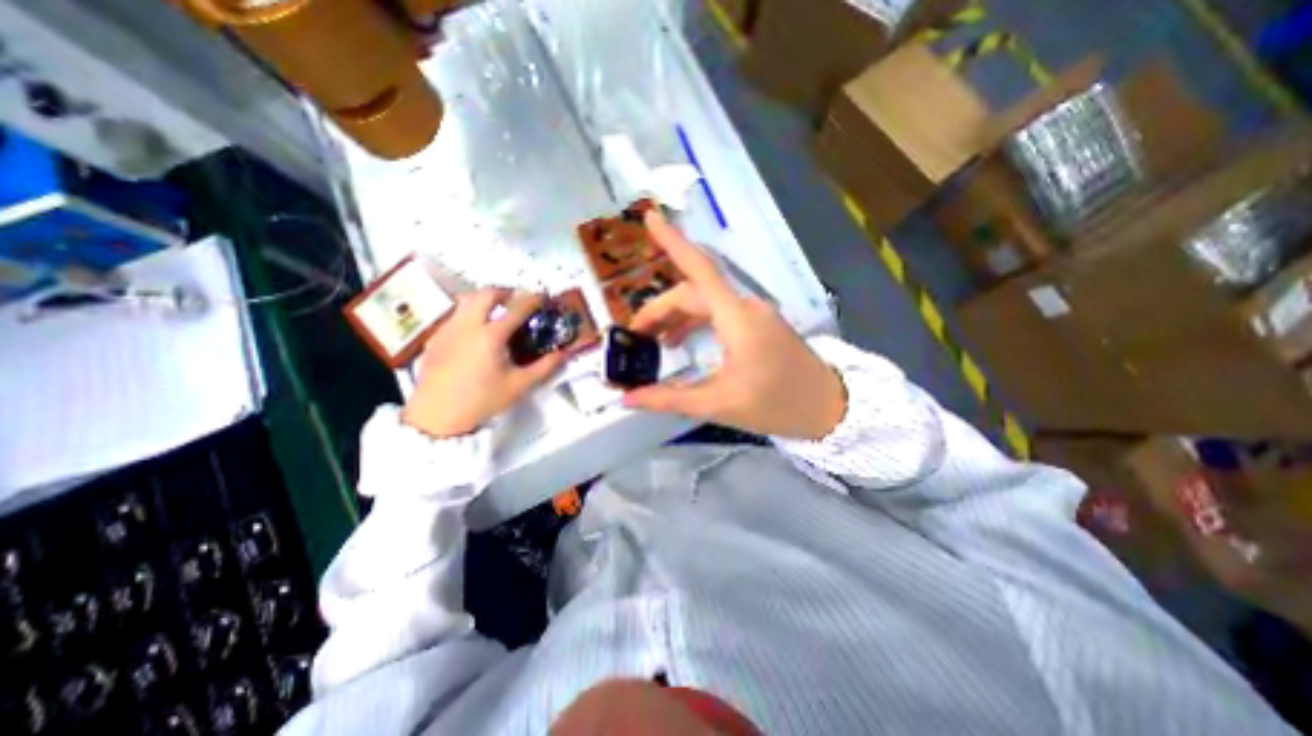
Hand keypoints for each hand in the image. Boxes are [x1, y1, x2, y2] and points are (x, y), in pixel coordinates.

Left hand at [399, 287, 564, 435]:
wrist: (436, 416)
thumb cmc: (482, 401)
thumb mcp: (519, 386)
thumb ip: (545, 367)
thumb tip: (564, 353)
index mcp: (491, 335)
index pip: (516, 308)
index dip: (533, 300)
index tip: (543, 297)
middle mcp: (468, 325)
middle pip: (486, 293)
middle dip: (505, 292)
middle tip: (517, 301)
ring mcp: (448, 329)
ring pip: (466, 300)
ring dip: (485, 299)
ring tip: (497, 312)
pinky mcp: (435, 338)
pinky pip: (455, 315)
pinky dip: (470, 313)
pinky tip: (475, 332)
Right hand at [622, 211, 846, 438]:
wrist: (830, 410)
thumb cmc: (777, 405)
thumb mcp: (718, 404)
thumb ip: (669, 399)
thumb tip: (628, 398)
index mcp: (737, 317)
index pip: (699, 269)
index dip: (672, 242)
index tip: (649, 218)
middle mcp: (745, 307)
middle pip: (694, 293)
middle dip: (660, 310)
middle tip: (635, 336)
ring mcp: (755, 315)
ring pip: (706, 303)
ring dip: (676, 317)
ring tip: (653, 342)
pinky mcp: (759, 325)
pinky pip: (719, 314)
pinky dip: (695, 323)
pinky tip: (681, 342)